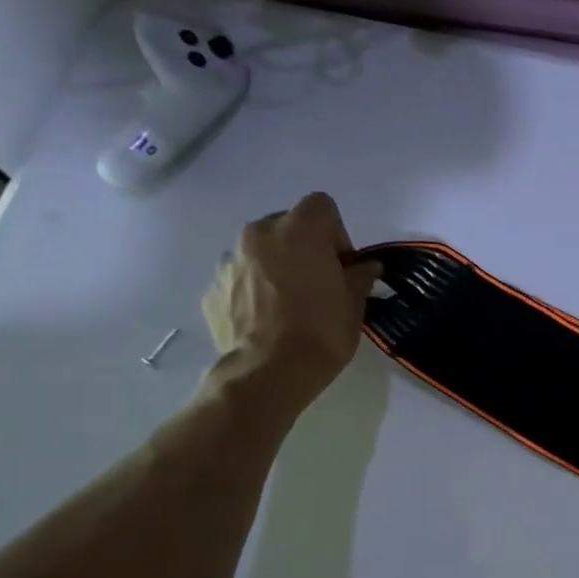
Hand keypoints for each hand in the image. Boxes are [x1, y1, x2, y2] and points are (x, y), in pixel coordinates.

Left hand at [202, 193, 379, 413]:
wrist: (269, 372)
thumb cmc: (322, 331)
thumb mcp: (355, 303)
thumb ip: (359, 276)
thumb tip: (366, 266)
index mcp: (299, 230)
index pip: (321, 206)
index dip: (337, 233)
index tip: (342, 265)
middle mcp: (258, 234)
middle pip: (287, 225)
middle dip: (304, 247)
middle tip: (318, 283)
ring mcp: (229, 261)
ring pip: (260, 252)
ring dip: (276, 267)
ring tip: (289, 305)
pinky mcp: (212, 288)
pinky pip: (240, 278)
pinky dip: (254, 290)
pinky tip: (268, 320)